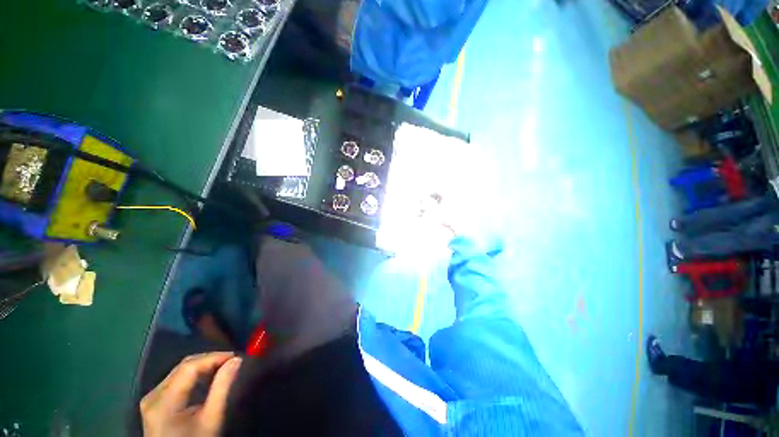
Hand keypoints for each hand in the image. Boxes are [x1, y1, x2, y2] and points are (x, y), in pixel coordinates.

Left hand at [140, 352, 241, 436]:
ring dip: (202, 366)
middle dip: (209, 360)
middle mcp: (153, 396)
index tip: (235, 357)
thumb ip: (222, 387)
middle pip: (182, 367)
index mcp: (164, 401)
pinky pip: (175, 380)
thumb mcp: (212, 419)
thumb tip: (236, 360)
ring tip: (222, 368)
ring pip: (179, 372)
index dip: (213, 357)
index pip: (189, 367)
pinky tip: (206, 378)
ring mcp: (151, 399)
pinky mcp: (154, 403)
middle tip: (231, 361)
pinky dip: (193, 375)